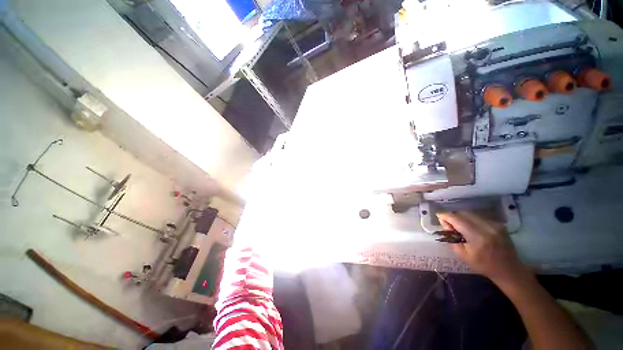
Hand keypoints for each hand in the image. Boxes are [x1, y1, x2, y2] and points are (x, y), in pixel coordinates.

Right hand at [437, 212, 529, 285]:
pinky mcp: (499, 224)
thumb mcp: (462, 254)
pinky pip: (479, 217)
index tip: (438, 216)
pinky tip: (471, 228)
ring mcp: (495, 224)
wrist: (509, 269)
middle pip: (464, 213)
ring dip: (462, 217)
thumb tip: (445, 223)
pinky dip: (471, 220)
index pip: (457, 219)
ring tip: (459, 226)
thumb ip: (451, 238)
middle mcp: (487, 227)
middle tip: (448, 223)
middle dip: (453, 216)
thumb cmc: (483, 265)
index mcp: (477, 237)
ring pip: (471, 214)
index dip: (446, 216)